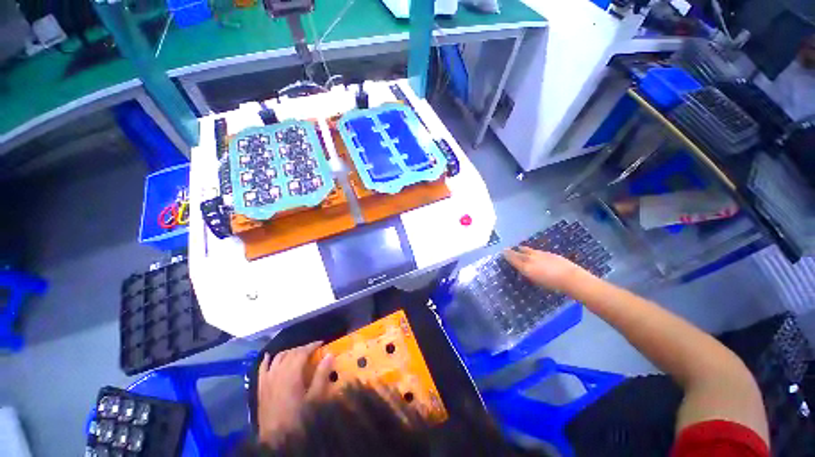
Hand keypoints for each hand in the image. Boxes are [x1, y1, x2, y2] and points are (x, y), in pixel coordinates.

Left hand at [257, 342, 333, 444]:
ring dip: (289, 352)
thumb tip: (329, 354)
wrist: (276, 439)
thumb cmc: (298, 418)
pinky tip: (270, 356)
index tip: (321, 343)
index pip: (302, 352)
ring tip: (298, 353)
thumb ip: (322, 374)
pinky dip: (267, 360)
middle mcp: (277, 373)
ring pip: (277, 358)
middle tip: (313, 349)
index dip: (312, 345)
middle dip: (302, 348)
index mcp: (291, 374)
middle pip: (290, 353)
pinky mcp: (260, 388)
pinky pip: (262, 369)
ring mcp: (267, 380)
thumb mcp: (315, 398)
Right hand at [503, 246, 583, 290]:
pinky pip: (535, 251)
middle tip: (506, 249)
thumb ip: (528, 272)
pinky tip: (532, 252)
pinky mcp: (548, 253)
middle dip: (512, 251)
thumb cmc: (553, 284)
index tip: (502, 252)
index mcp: (526, 267)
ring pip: (527, 250)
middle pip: (518, 253)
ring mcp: (539, 254)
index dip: (507, 255)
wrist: (571, 278)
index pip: (513, 259)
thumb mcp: (536, 281)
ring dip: (521, 249)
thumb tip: (523, 269)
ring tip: (518, 248)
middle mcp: (530, 258)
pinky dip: (531, 251)